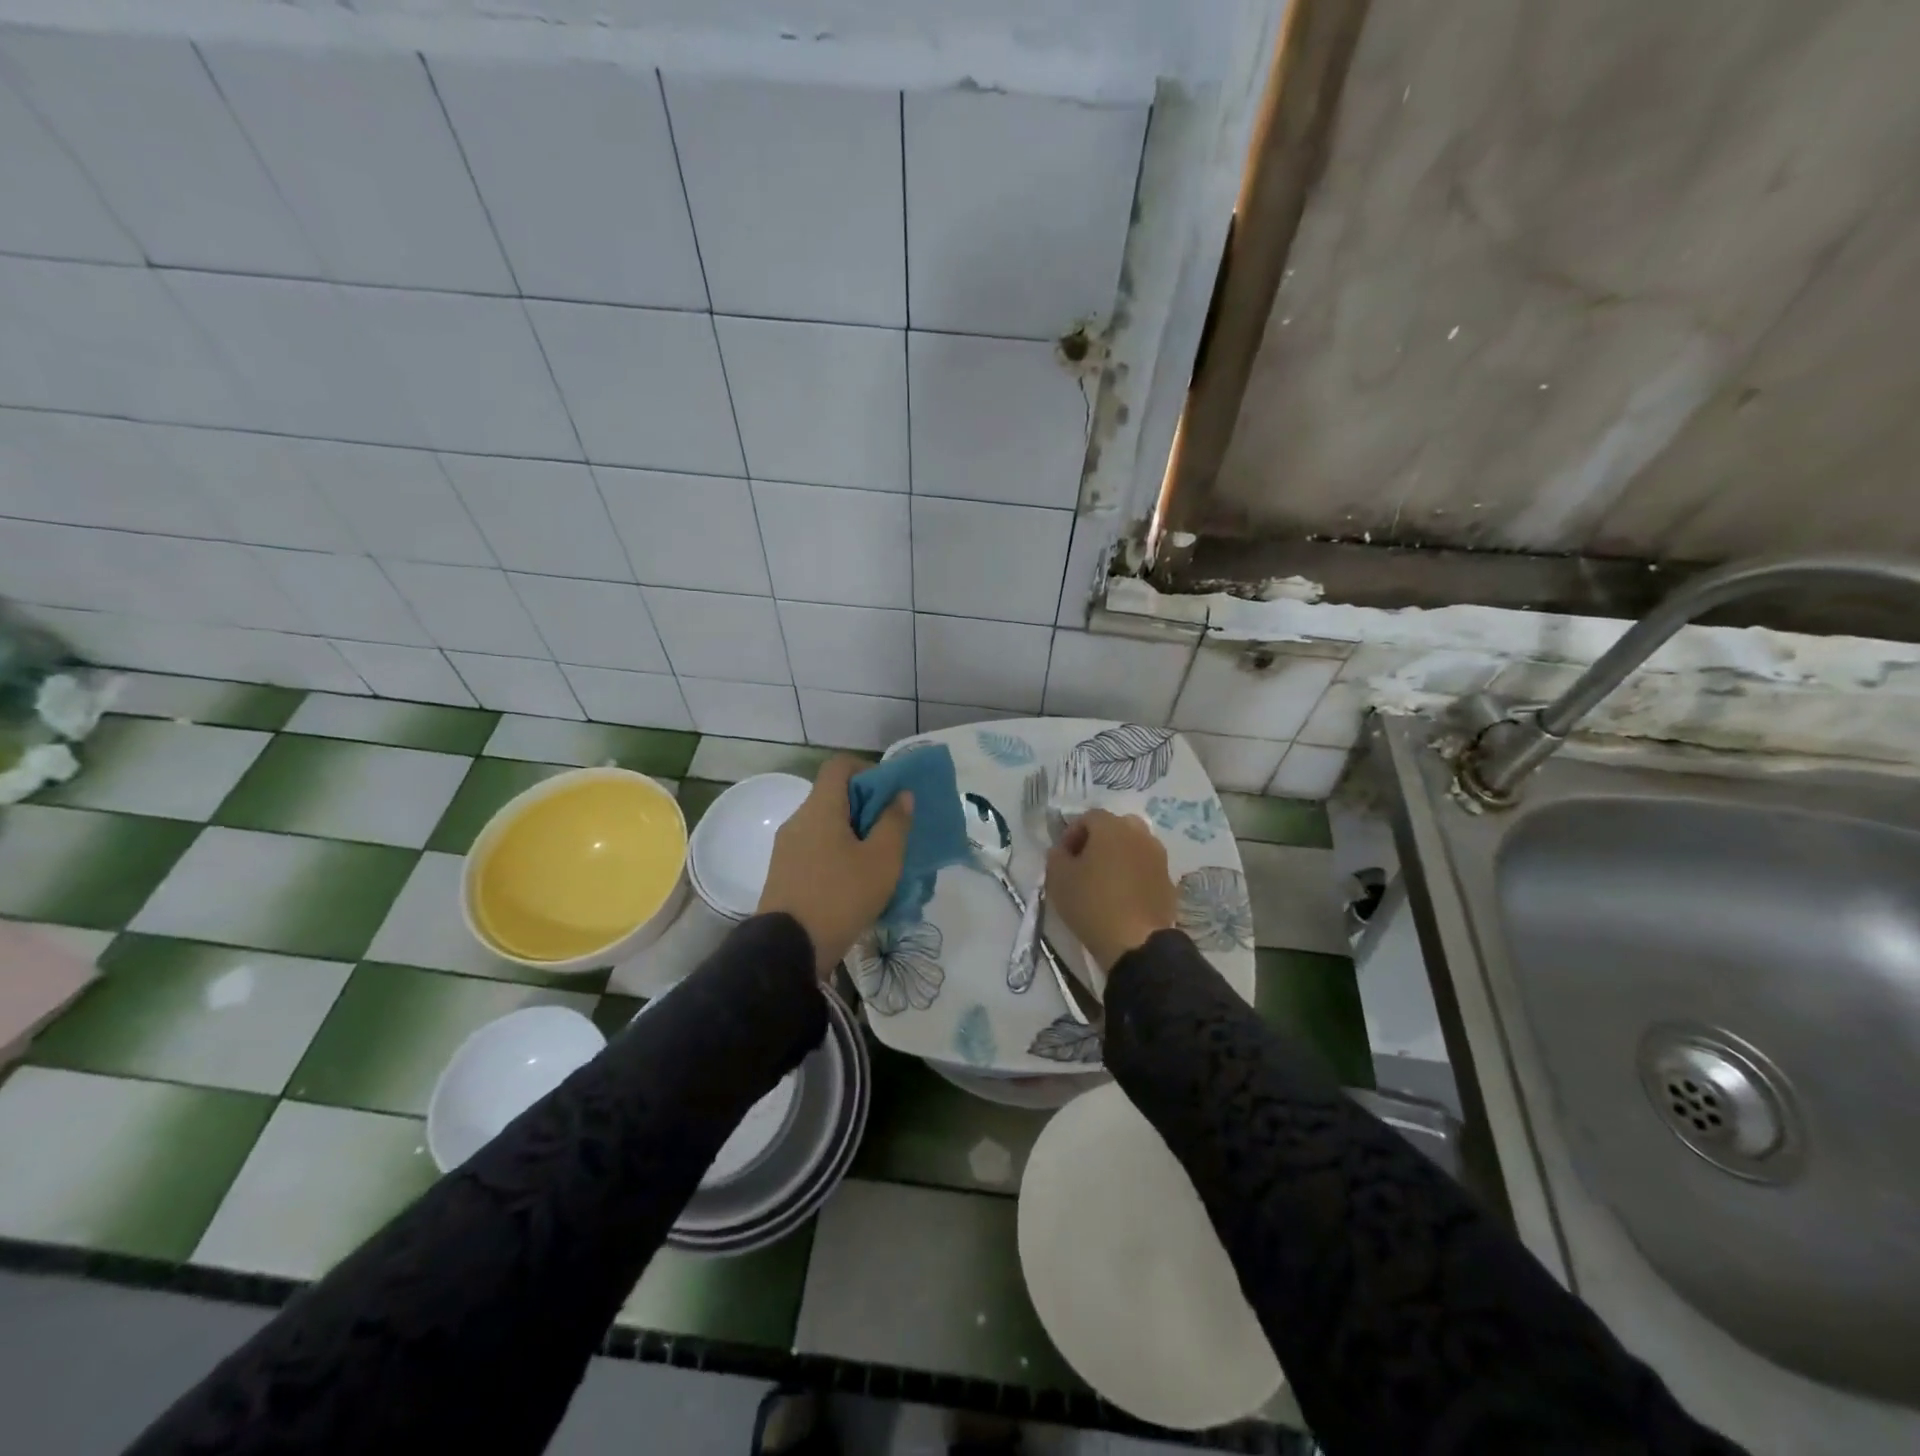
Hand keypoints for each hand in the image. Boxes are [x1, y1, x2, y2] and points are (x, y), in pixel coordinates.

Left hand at [758, 755, 913, 976]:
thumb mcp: (882, 860)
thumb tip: (901, 794)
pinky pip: (815, 850)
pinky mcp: (783, 874)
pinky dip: (836, 854)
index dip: (868, 770)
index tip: (890, 794)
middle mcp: (798, 820)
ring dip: (853, 834)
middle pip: (833, 796)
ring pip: (825, 826)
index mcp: (820, 808)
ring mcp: (786, 848)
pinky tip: (855, 882)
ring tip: (878, 861)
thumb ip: (895, 822)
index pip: (840, 765)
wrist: (788, 949)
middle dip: (866, 807)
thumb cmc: (841, 897)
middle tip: (892, 832)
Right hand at [1045, 808, 1176, 972]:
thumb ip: (1056, 855)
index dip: (1072, 834)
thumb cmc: (1092, 904)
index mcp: (1111, 827)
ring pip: (1134, 845)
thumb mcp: (1057, 878)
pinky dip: (1133, 874)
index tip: (1063, 857)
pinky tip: (1122, 896)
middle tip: (1084, 864)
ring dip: (1118, 856)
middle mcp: (1139, 834)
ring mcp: (1158, 857)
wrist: (1136, 942)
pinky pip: (1146, 867)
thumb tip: (1063, 850)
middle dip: (1098, 841)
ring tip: (1104, 881)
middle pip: (1115, 827)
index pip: (1088, 817)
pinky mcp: (1168, 880)